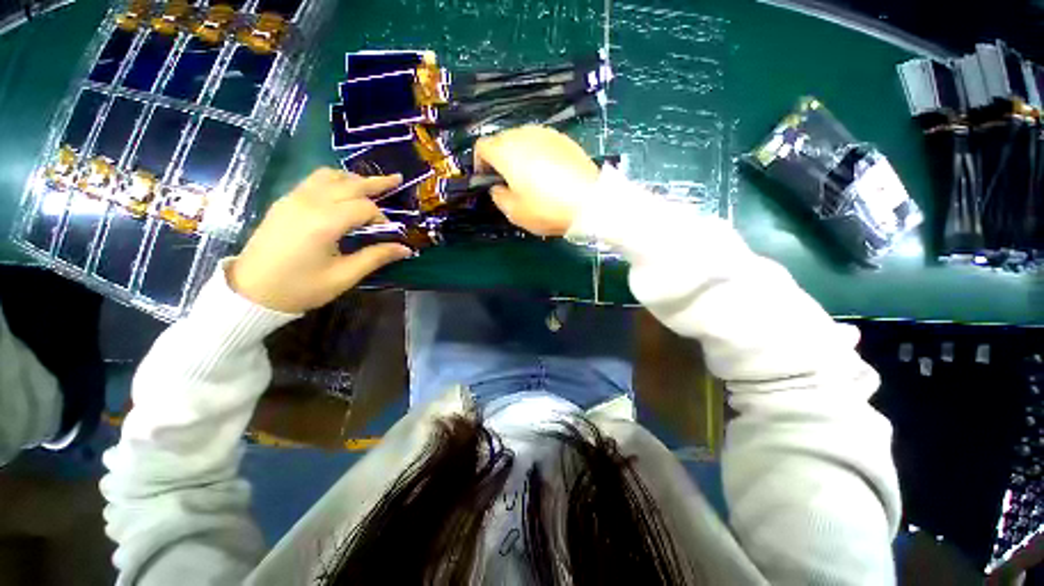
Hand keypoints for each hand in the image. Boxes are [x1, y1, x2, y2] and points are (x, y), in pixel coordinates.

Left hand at [229, 168, 411, 312]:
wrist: (251, 292)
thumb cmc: (301, 288)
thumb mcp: (344, 276)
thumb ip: (376, 257)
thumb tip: (405, 249)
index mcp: (324, 222)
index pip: (364, 207)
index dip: (382, 218)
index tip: (388, 233)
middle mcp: (309, 203)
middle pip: (349, 184)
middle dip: (375, 182)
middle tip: (397, 178)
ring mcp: (293, 199)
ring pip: (328, 176)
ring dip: (352, 178)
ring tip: (370, 185)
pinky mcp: (284, 202)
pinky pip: (313, 180)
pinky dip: (334, 180)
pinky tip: (343, 191)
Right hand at [474, 125, 599, 235]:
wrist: (589, 201)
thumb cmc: (547, 209)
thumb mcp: (514, 212)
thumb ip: (498, 196)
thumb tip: (498, 187)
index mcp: (506, 151)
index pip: (481, 146)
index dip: (480, 163)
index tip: (487, 179)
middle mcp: (523, 135)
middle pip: (502, 139)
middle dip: (499, 157)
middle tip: (508, 180)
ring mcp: (546, 133)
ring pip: (522, 138)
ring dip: (518, 154)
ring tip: (529, 176)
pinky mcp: (564, 139)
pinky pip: (541, 141)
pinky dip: (537, 152)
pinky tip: (548, 172)